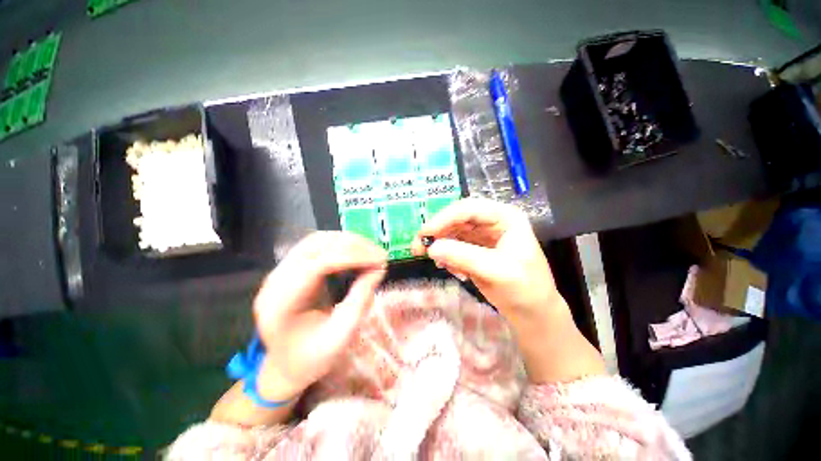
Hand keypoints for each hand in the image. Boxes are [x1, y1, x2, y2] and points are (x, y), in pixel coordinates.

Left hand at [253, 232, 386, 400]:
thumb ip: (360, 301)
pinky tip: (356, 252)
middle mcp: (274, 281)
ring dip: (347, 242)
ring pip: (316, 241)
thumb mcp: (341, 336)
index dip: (353, 257)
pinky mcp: (289, 268)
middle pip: (316, 246)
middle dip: (353, 246)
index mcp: (280, 304)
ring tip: (371, 251)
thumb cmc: (312, 359)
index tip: (381, 259)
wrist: (286, 365)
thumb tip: (378, 268)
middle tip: (380, 254)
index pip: (318, 265)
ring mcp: (279, 272)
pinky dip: (340, 245)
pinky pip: (316, 246)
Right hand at [412, 199, 604, 382]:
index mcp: (504, 217)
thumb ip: (463, 257)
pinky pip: (454, 246)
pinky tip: (452, 269)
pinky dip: (447, 255)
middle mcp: (491, 221)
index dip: (443, 218)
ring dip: (439, 244)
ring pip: (452, 232)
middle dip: (437, 232)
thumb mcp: (496, 271)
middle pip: (456, 218)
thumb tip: (431, 248)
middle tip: (417, 247)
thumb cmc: (525, 288)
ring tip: (432, 260)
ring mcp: (482, 235)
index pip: (468, 209)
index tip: (424, 233)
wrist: (533, 312)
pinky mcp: (475, 249)